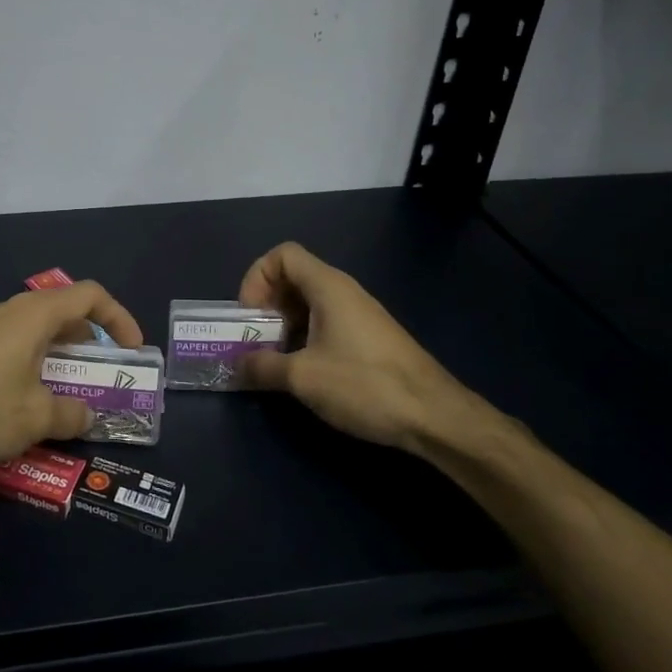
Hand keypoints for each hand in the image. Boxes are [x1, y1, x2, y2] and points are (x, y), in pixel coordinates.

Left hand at [0, 281, 143, 467]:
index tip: (131, 350)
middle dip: (89, 341)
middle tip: (100, 374)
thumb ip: (71, 414)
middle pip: (63, 311)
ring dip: (59, 355)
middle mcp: (10, 311)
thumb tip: (86, 415)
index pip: (90, 295)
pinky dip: (32, 363)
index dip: (118, 318)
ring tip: (67, 391)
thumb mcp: (36, 418)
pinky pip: (12, 345)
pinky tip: (26, 400)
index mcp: (35, 314)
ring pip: (35, 330)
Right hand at [238, 242, 498, 456]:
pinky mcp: (368, 338)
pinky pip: (326, 322)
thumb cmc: (364, 385)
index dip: (257, 278)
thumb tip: (236, 365)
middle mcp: (344, 291)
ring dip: (284, 325)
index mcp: (327, 287)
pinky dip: (305, 337)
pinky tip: (303, 371)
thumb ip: (262, 366)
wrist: (434, 416)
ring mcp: (359, 314)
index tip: (250, 316)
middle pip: (293, 278)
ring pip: (309, 303)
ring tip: (274, 359)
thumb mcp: (302, 377)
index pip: (282, 255)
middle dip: (266, 305)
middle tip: (256, 340)